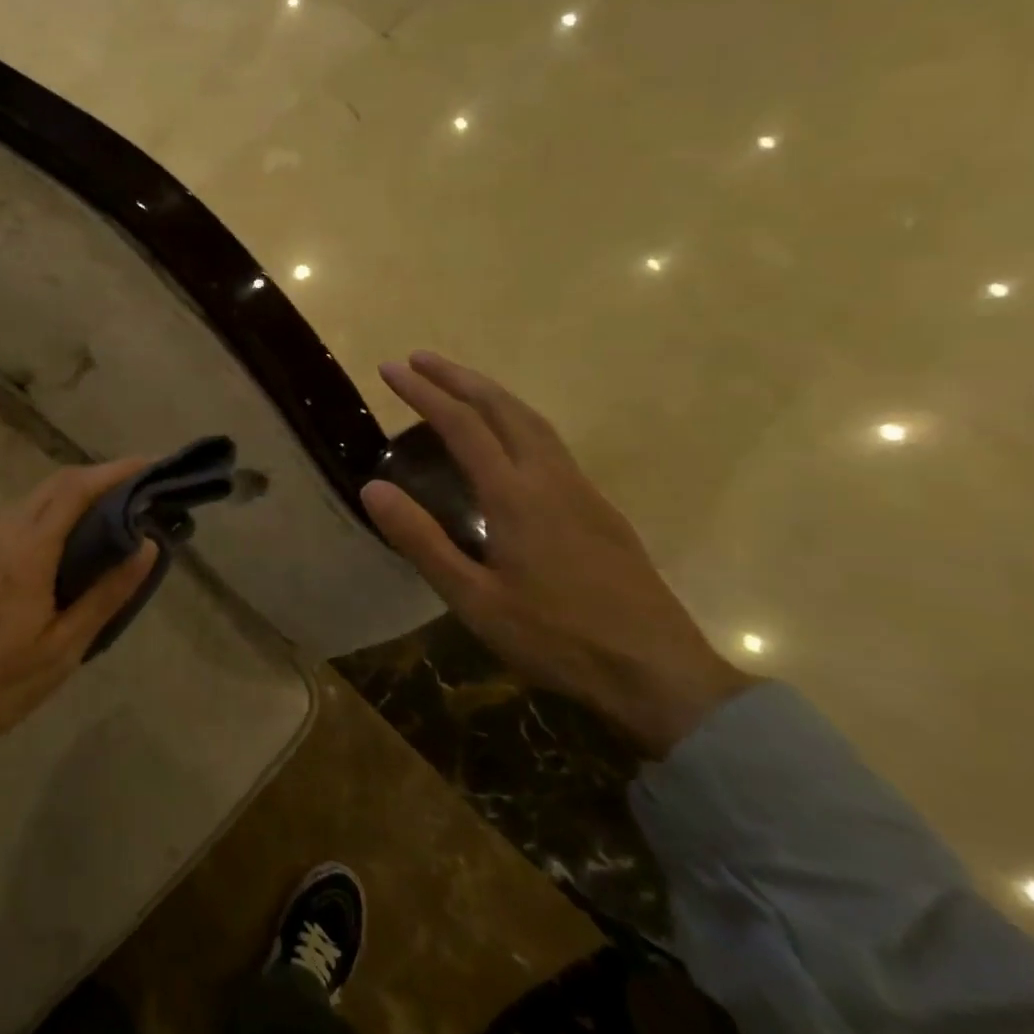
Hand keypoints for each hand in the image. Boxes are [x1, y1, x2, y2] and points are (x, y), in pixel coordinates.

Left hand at [0, 459, 159, 755]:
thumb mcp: (63, 649)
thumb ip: (106, 593)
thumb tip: (146, 545)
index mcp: (25, 552)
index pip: (76, 489)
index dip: (114, 470)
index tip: (147, 464)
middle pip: (52, 486)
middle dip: (94, 482)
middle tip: (130, 493)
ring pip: (26, 504)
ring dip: (62, 505)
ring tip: (94, 526)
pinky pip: (1, 524)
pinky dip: (32, 526)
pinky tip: (43, 555)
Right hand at [361, 352, 753, 756]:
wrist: (661, 675)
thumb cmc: (557, 639)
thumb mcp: (473, 599)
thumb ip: (421, 541)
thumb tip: (372, 488)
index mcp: (516, 496)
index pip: (462, 426)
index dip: (424, 393)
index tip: (391, 369)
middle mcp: (550, 479)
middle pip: (503, 408)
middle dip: (458, 377)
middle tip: (420, 358)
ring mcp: (581, 491)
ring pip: (532, 421)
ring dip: (490, 393)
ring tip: (458, 384)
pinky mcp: (599, 509)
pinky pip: (549, 442)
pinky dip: (515, 419)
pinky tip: (507, 439)